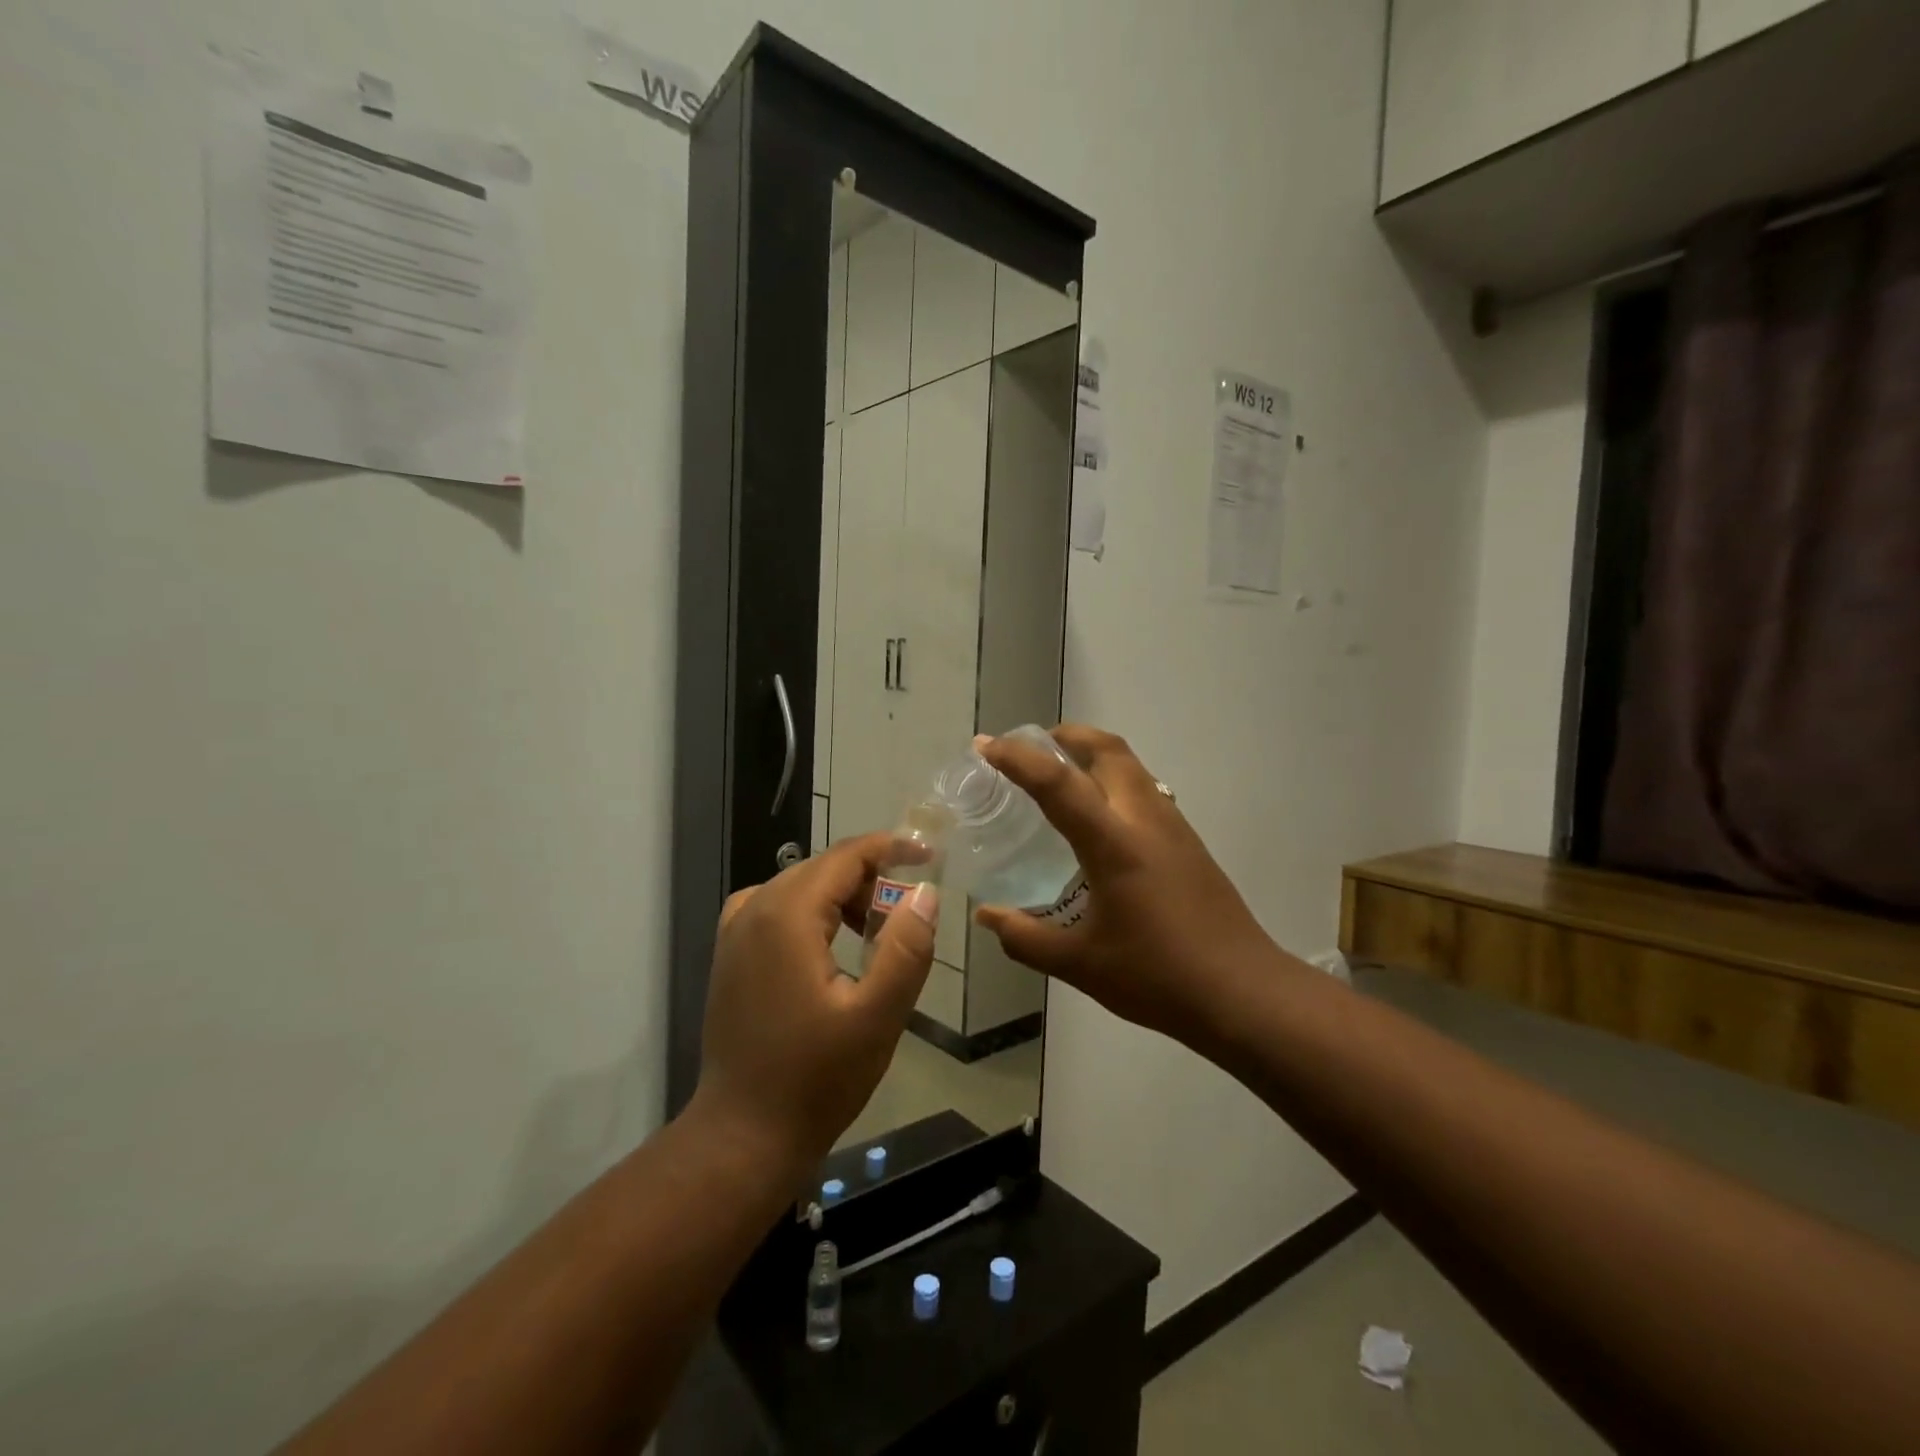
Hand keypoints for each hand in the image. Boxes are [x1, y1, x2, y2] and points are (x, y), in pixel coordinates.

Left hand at [691, 833, 937, 1175]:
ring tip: (874, 930)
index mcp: (787, 915)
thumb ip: (906, 949)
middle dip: (869, 877)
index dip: (890, 849)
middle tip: (906, 911)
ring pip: (798, 886)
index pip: (845, 857)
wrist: (743, 1135)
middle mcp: (754, 910)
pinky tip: (827, 944)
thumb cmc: (816, 1079)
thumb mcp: (877, 1016)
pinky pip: (775, 908)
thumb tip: (925, 894)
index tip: (928, 857)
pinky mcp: (730, 956)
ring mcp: (735, 933)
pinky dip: (810, 910)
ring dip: (841, 895)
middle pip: (821, 867)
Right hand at [973, 725, 1280, 1046]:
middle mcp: (1145, 819)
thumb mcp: (1080, 964)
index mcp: (1114, 843)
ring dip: (1092, 754)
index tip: (985, 746)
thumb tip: (986, 916)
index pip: (1058, 783)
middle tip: (1028, 749)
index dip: (1017, 758)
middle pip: (1106, 749)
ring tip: (1059, 775)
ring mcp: (1173, 826)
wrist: (1243, 992)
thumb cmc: (1158, 977)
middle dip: (1064, 737)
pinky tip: (1099, 818)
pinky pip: (1145, 788)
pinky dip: (1114, 779)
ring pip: (1131, 765)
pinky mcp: (1188, 841)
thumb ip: (1026, 938)